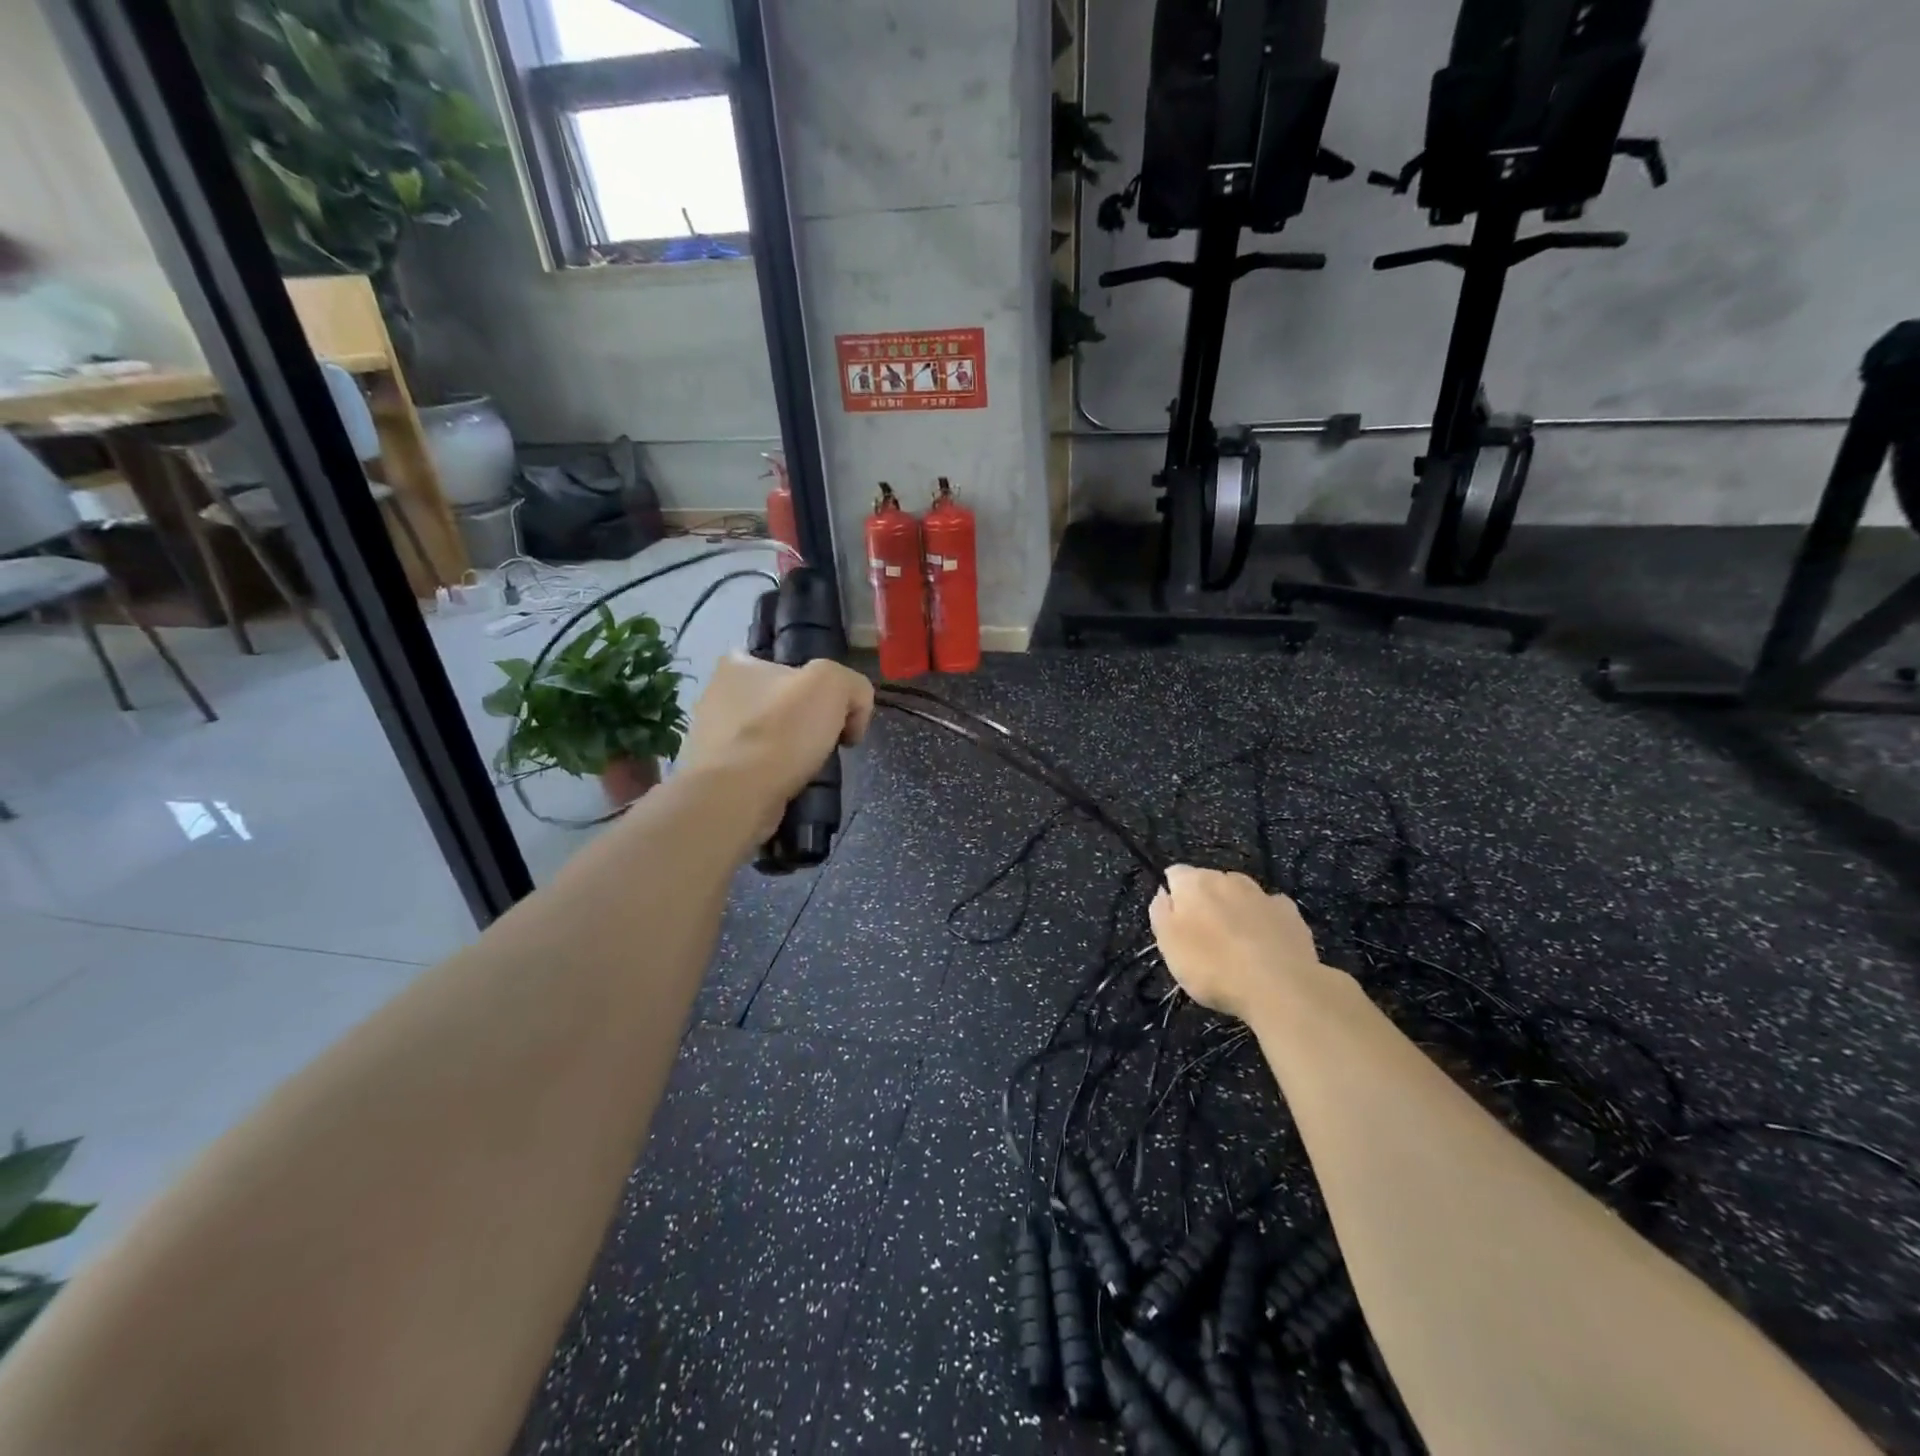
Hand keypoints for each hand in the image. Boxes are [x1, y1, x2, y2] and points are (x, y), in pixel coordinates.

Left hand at [676, 653, 874, 841]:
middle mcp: (718, 693)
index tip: (838, 714)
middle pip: (783, 702)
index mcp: (739, 664)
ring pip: (771, 735)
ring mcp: (712, 735)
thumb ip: (853, 684)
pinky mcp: (716, 772)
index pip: (791, 665)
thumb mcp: (833, 684)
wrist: (738, 795)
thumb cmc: (782, 730)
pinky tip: (788, 785)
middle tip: (830, 742)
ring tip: (810, 769)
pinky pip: (758, 765)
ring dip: (793, 750)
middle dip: (809, 721)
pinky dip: (776, 774)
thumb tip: (854, 711)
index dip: (821, 686)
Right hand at [1148, 866, 1326, 1024]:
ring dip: (1235, 908)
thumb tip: (1164, 892)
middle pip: (1210, 882)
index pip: (1175, 874)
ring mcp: (1263, 894)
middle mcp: (1229, 879)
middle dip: (1205, 901)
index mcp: (1195, 883)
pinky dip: (1264, 920)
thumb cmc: (1213, 966)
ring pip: (1241, 894)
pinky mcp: (1291, 914)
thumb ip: (1160, 913)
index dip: (1172, 894)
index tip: (1173, 921)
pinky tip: (1266, 943)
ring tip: (1236, 940)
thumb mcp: (1168, 945)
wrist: (1280, 987)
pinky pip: (1270, 910)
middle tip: (1203, 935)